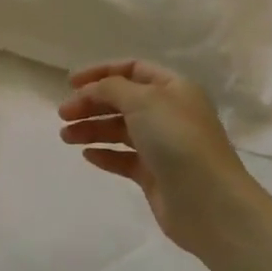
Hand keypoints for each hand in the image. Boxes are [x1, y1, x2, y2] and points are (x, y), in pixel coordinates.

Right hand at [58, 61, 259, 254]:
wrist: (208, 201)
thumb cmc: (177, 139)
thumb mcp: (142, 100)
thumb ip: (110, 88)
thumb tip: (91, 90)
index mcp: (174, 88)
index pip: (132, 69)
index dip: (101, 72)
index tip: (71, 83)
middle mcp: (169, 113)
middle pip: (122, 101)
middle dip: (91, 104)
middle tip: (63, 115)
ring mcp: (163, 146)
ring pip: (119, 130)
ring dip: (91, 129)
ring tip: (66, 137)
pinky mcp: (155, 174)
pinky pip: (124, 158)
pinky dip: (105, 154)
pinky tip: (87, 155)